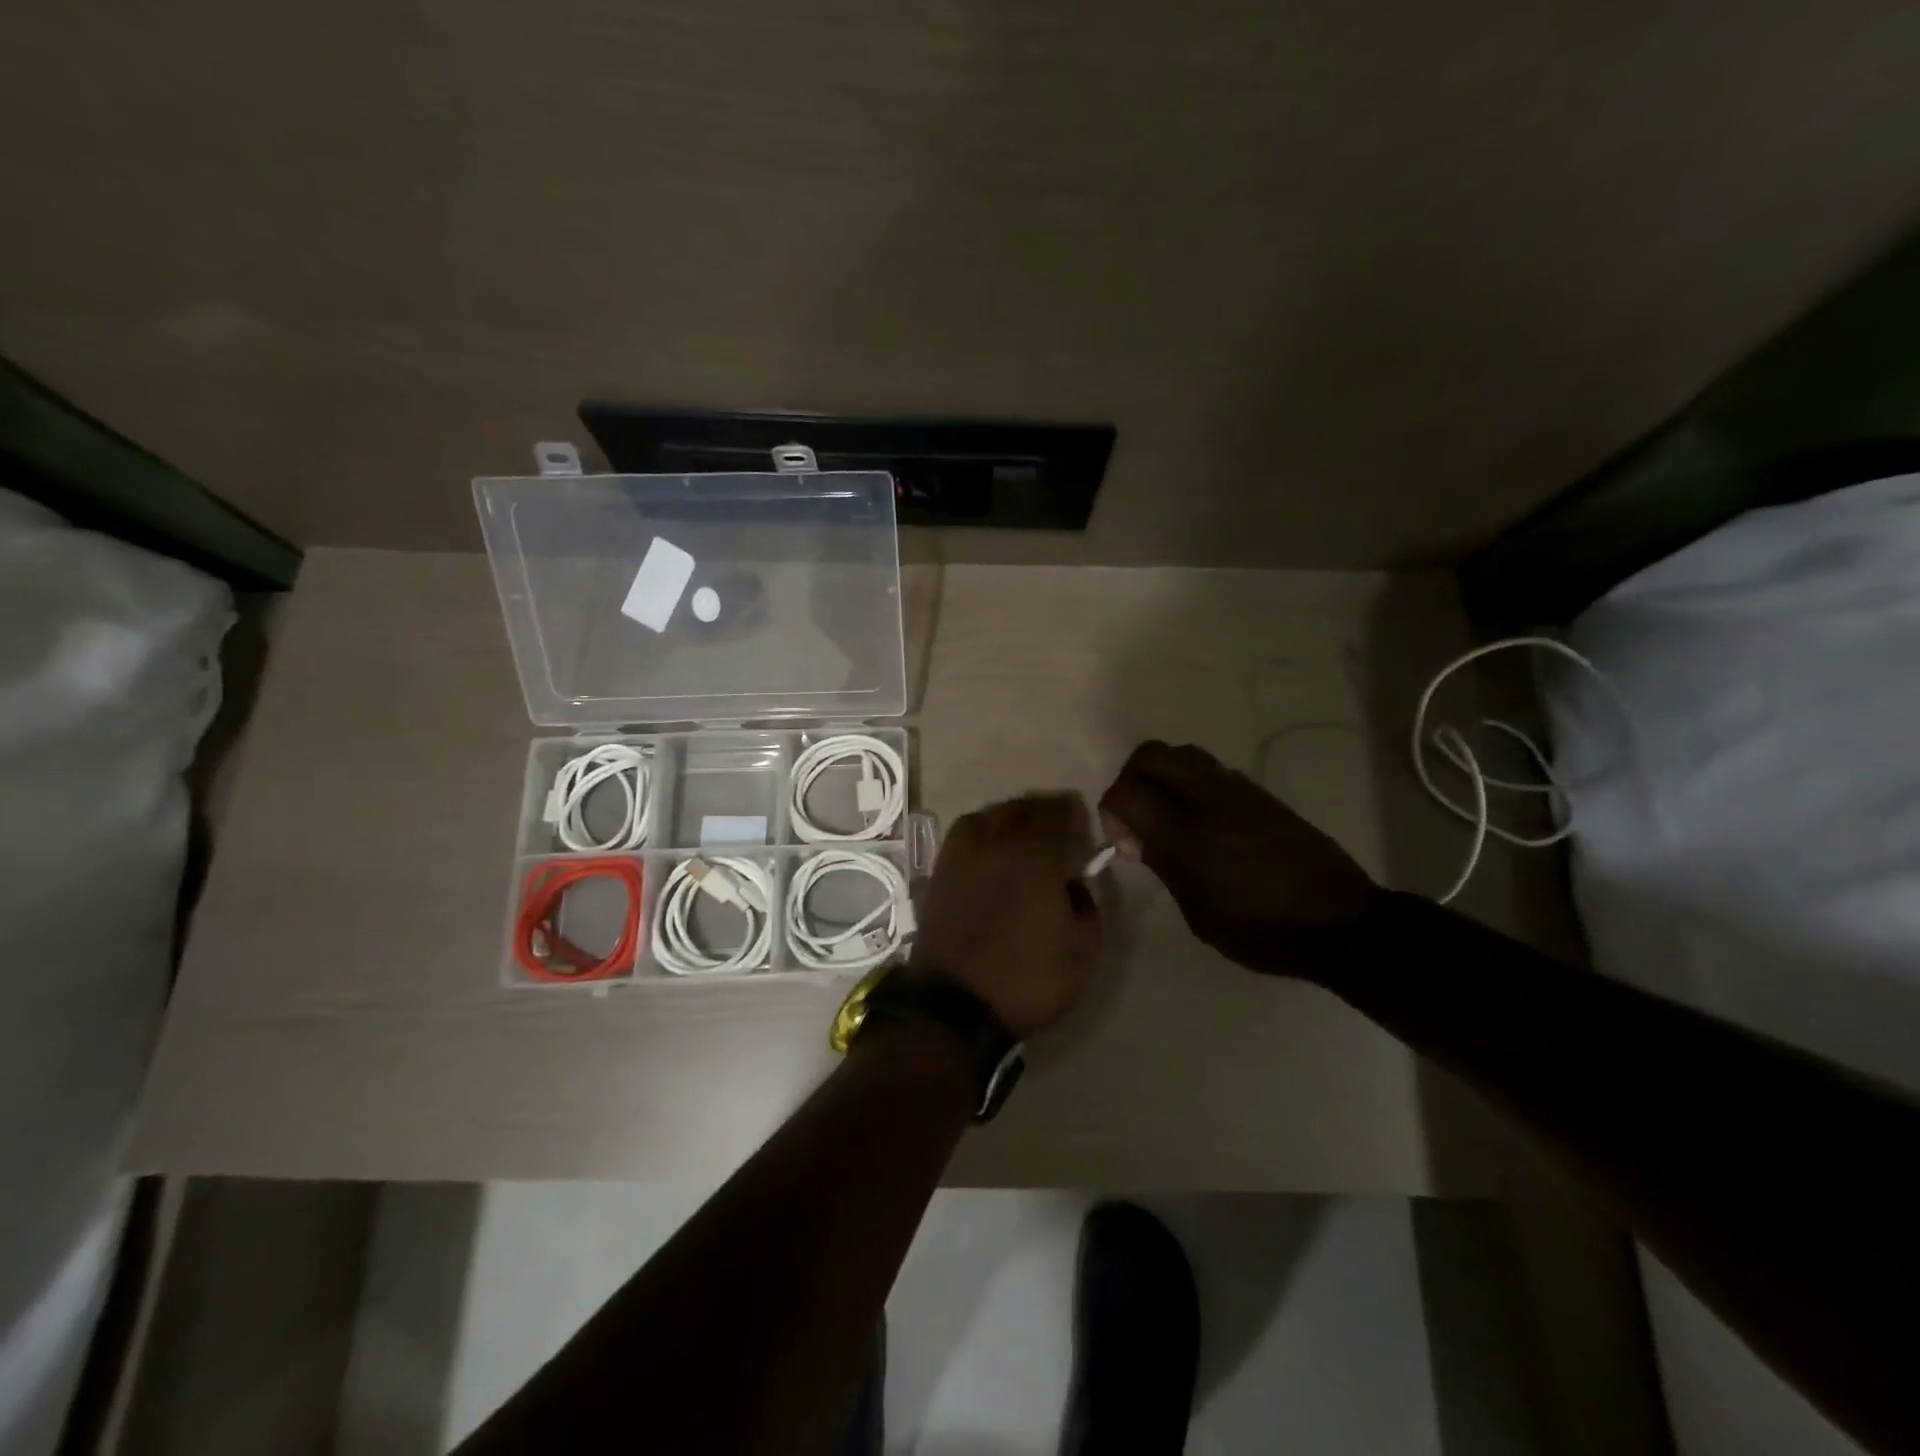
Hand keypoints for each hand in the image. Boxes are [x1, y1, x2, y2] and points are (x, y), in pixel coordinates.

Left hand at [912, 792, 1103, 1038]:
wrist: (955, 1005)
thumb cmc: (1028, 977)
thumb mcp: (1083, 949)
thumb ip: (1088, 904)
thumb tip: (1074, 881)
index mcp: (1036, 854)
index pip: (1060, 814)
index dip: (1076, 815)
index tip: (1085, 828)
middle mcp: (997, 841)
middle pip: (1024, 808)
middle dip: (1046, 812)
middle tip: (1060, 830)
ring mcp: (962, 853)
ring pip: (991, 814)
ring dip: (1012, 817)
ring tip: (1025, 837)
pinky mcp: (940, 870)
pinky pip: (966, 833)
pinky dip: (983, 831)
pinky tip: (992, 851)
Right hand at [1098, 741, 1376, 980]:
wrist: (1340, 922)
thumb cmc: (1262, 931)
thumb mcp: (1199, 914)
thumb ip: (1164, 865)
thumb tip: (1139, 836)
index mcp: (1187, 835)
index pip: (1126, 791)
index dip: (1112, 812)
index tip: (1127, 842)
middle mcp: (1208, 800)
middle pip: (1151, 754)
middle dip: (1132, 778)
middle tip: (1138, 815)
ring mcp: (1238, 790)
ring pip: (1183, 754)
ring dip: (1164, 776)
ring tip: (1170, 815)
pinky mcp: (1261, 793)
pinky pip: (1212, 770)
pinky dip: (1193, 784)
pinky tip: (1206, 822)